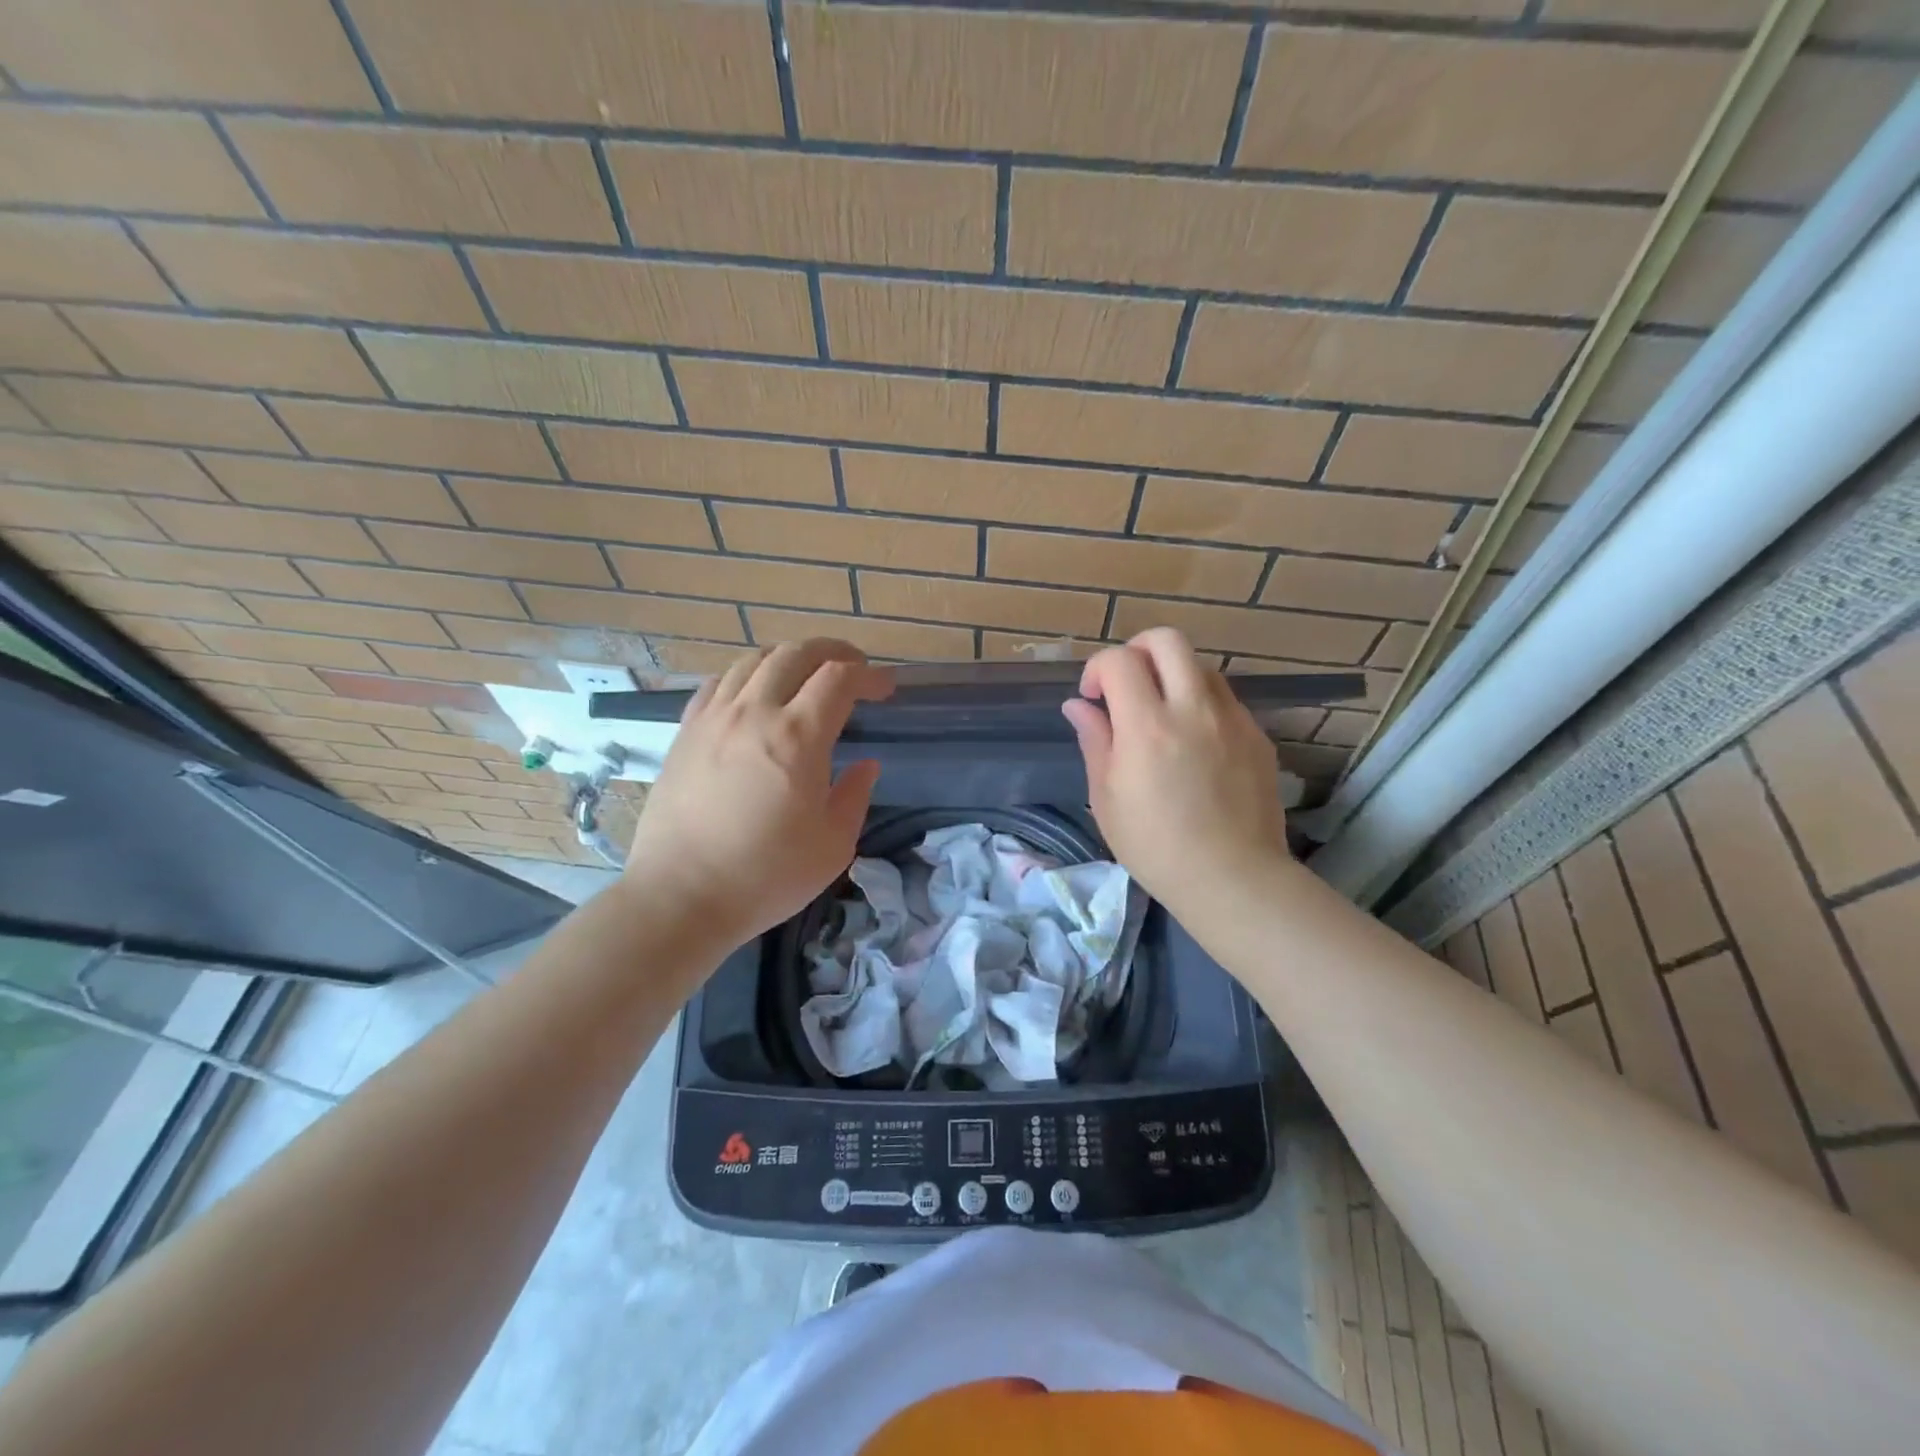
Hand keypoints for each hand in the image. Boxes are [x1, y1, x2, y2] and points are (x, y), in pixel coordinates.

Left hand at [624, 639, 892, 951]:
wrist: (681, 896)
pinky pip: (718, 682)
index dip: (869, 675)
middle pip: (796, 653)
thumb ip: (855, 795)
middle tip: (853, 669)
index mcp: (797, 737)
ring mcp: (714, 718)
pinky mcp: (686, 731)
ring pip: (754, 660)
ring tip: (805, 676)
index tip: (886, 688)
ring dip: (789, 658)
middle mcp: (754, 712)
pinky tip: (754, 694)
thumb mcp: (833, 845)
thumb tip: (865, 765)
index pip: (839, 678)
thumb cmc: (766, 875)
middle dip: (833, 651)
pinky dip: (747, 675)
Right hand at [1062, 628, 1288, 919]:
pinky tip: (1194, 746)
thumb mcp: (1106, 797)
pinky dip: (1200, 705)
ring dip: (1172, 676)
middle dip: (1137, 651)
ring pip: (1200, 666)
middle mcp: (1193, 709)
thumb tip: (1079, 705)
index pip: (1119, 660)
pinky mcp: (1257, 735)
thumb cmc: (1155, 846)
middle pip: (1166, 640)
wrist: (1232, 878)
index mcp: (1148, 726)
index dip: (1097, 669)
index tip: (1092, 698)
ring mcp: (1233, 719)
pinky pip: (1224, 700)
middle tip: (1126, 685)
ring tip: (1161, 716)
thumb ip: (1094, 740)